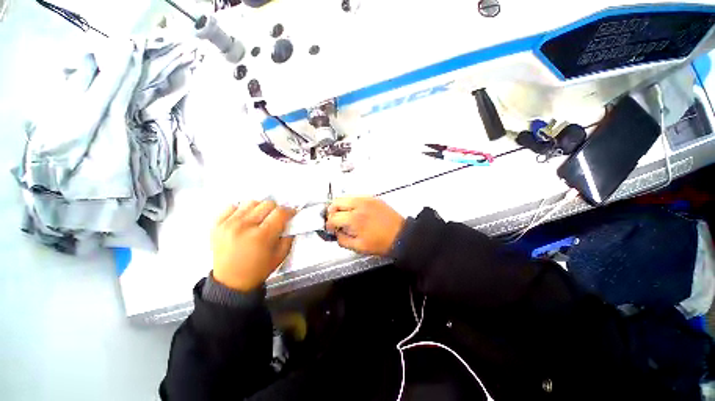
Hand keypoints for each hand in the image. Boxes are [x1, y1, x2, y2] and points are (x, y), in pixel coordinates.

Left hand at [211, 201, 295, 290]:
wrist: (231, 282)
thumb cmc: (258, 270)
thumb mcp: (280, 255)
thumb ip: (288, 236)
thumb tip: (289, 221)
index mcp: (261, 236)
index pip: (280, 212)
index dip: (289, 211)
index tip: (290, 214)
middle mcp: (244, 227)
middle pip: (267, 204)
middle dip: (275, 210)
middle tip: (275, 219)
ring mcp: (228, 224)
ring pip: (251, 202)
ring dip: (259, 209)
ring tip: (259, 219)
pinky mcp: (216, 225)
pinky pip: (232, 206)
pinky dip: (241, 210)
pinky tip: (244, 220)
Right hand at [325, 197, 404, 255]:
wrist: (401, 235)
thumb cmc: (382, 243)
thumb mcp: (359, 247)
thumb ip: (342, 240)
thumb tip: (336, 233)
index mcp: (355, 219)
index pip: (333, 217)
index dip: (328, 224)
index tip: (331, 229)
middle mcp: (359, 205)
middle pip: (336, 202)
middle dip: (331, 212)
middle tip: (334, 221)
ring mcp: (367, 199)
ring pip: (345, 197)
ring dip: (340, 206)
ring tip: (344, 216)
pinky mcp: (373, 198)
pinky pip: (356, 197)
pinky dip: (351, 203)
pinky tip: (355, 212)